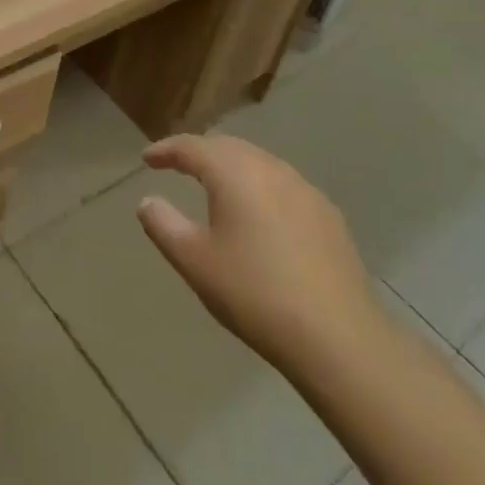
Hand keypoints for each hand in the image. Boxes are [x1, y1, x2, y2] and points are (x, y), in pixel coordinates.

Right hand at [136, 134, 386, 371]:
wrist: (338, 337)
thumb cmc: (254, 294)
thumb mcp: (195, 262)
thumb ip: (163, 224)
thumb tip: (147, 201)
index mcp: (234, 173)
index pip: (192, 147)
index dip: (166, 149)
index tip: (147, 159)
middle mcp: (270, 169)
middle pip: (228, 147)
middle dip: (200, 152)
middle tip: (177, 165)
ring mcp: (305, 190)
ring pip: (259, 163)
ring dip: (232, 167)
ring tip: (215, 185)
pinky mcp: (328, 215)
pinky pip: (284, 185)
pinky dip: (260, 187)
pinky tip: (260, 213)